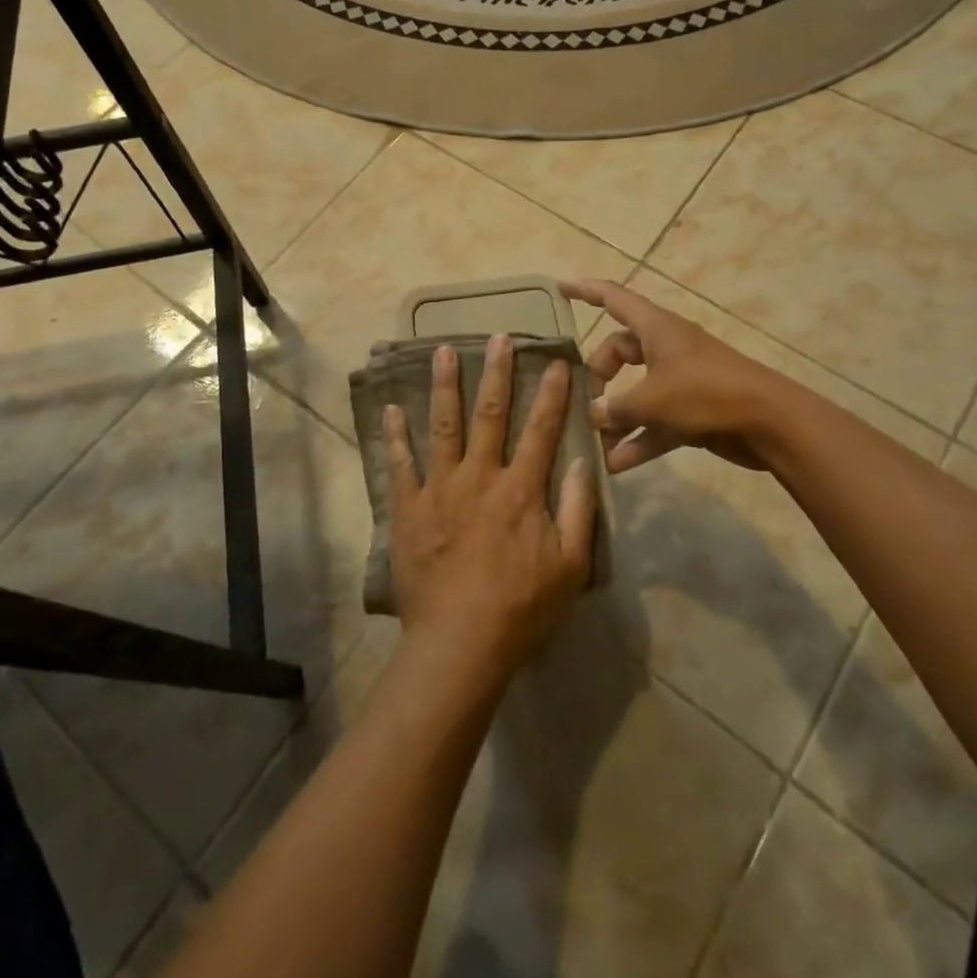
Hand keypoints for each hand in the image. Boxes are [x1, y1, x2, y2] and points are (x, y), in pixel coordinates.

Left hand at [384, 335, 596, 682]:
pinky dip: (395, 435)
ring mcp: (440, 488)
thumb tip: (585, 462)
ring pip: (443, 425)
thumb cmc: (521, 606)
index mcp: (521, 489)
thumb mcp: (571, 565)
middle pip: (490, 414)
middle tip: (497, 337)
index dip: (551, 393)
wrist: (460, 641)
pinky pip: (400, 463)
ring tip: (443, 351)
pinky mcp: (409, 507)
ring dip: (444, 385)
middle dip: (496, 372)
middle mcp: (480, 476)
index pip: (541, 429)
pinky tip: (391, 408)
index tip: (555, 361)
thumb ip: (580, 510)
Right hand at [561, 279, 777, 473]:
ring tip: (592, 443)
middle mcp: (666, 348)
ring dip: (616, 416)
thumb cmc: (706, 394)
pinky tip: (617, 465)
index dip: (585, 290)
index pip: (613, 298)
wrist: (769, 423)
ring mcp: (680, 380)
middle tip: (583, 402)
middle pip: (619, 351)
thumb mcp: (652, 400)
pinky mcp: (692, 410)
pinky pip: (655, 422)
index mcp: (656, 328)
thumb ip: (615, 408)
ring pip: (636, 391)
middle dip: (598, 376)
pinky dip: (638, 439)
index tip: (558, 288)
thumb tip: (593, 414)